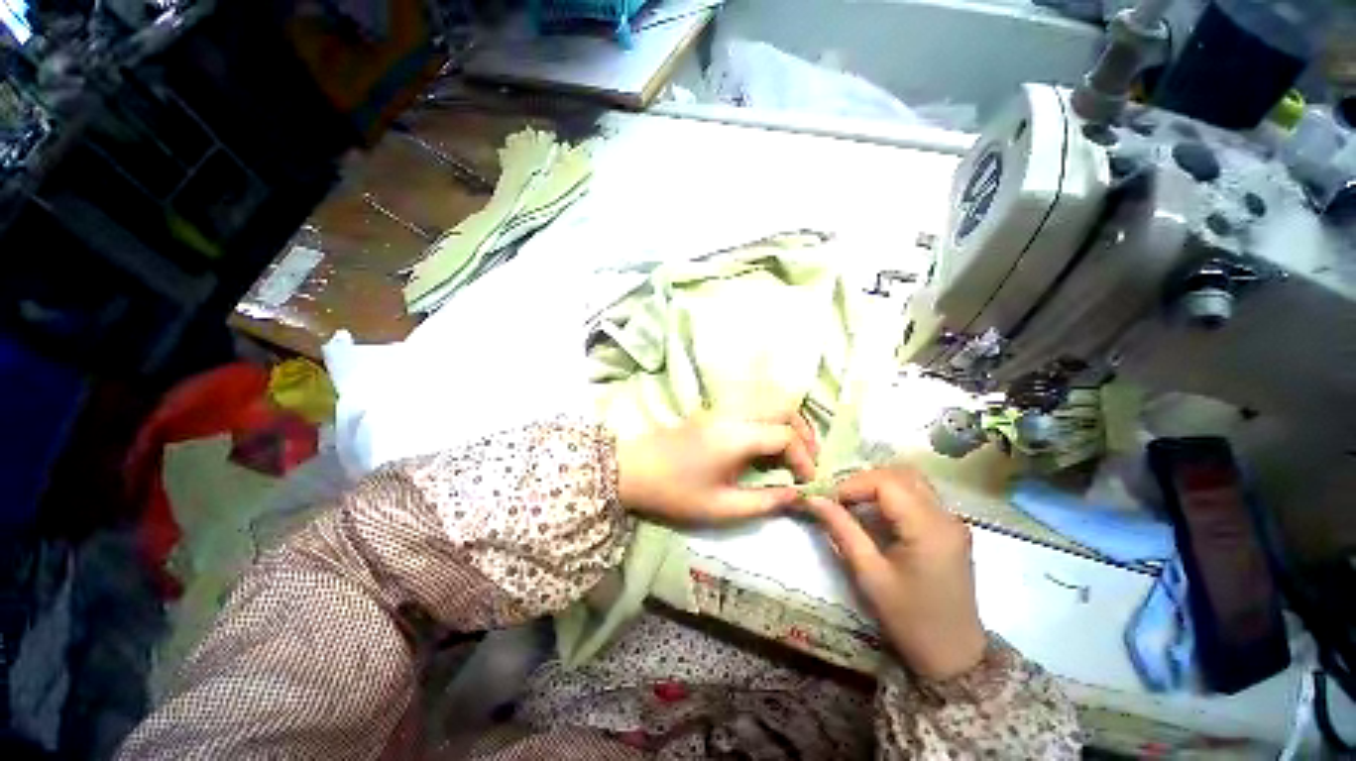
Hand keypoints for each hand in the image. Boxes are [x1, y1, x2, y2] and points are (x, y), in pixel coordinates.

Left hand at [616, 413, 816, 523]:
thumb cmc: (675, 492)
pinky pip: (753, 408)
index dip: (803, 457)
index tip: (807, 481)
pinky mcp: (714, 413)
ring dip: (787, 423)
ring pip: (768, 403)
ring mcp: (722, 410)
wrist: (633, 470)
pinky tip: (766, 445)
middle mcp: (734, 415)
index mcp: (736, 436)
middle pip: (782, 408)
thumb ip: (764, 501)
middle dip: (803, 432)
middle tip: (808, 460)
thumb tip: (797, 495)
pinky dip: (769, 421)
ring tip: (793, 452)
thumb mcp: (721, 507)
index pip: (785, 435)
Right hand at [804, 468, 985, 680]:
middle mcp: (946, 516)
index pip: (885, 482)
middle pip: (900, 474)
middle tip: (839, 500)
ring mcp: (952, 521)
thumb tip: (813, 499)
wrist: (955, 657)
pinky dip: (892, 495)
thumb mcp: (869, 575)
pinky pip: (918, 495)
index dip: (852, 484)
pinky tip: (876, 514)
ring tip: (854, 504)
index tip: (828, 500)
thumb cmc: (910, 620)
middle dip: (864, 480)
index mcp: (929, 528)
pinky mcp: (950, 528)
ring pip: (910, 480)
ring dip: (878, 485)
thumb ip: (841, 530)